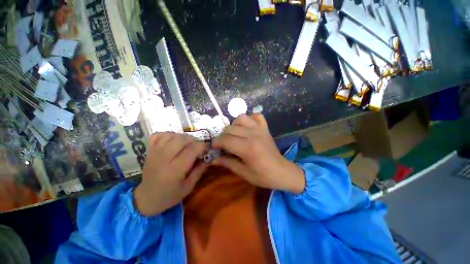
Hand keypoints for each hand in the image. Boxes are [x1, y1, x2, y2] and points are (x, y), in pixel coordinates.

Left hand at [134, 132, 208, 215]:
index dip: (202, 146)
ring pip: (171, 136)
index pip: (191, 150)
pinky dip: (169, 135)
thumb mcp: (188, 187)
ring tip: (187, 144)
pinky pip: (159, 135)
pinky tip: (174, 141)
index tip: (206, 149)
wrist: (146, 198)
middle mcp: (163, 159)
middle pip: (181, 139)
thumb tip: (209, 158)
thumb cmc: (169, 195)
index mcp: (174, 170)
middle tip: (197, 147)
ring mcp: (155, 153)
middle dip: (193, 140)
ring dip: (183, 137)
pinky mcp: (149, 151)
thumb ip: (199, 171)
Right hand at [212, 114, 304, 193]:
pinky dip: (249, 119)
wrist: (282, 171)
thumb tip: (213, 159)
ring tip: (234, 135)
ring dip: (234, 126)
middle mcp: (253, 134)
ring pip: (241, 118)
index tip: (214, 147)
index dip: (216, 143)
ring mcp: (260, 129)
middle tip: (223, 144)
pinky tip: (247, 127)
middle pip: (230, 128)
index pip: (225, 140)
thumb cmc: (262, 175)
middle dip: (222, 136)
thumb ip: (227, 163)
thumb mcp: (243, 172)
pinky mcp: (265, 128)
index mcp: (247, 148)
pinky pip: (256, 116)